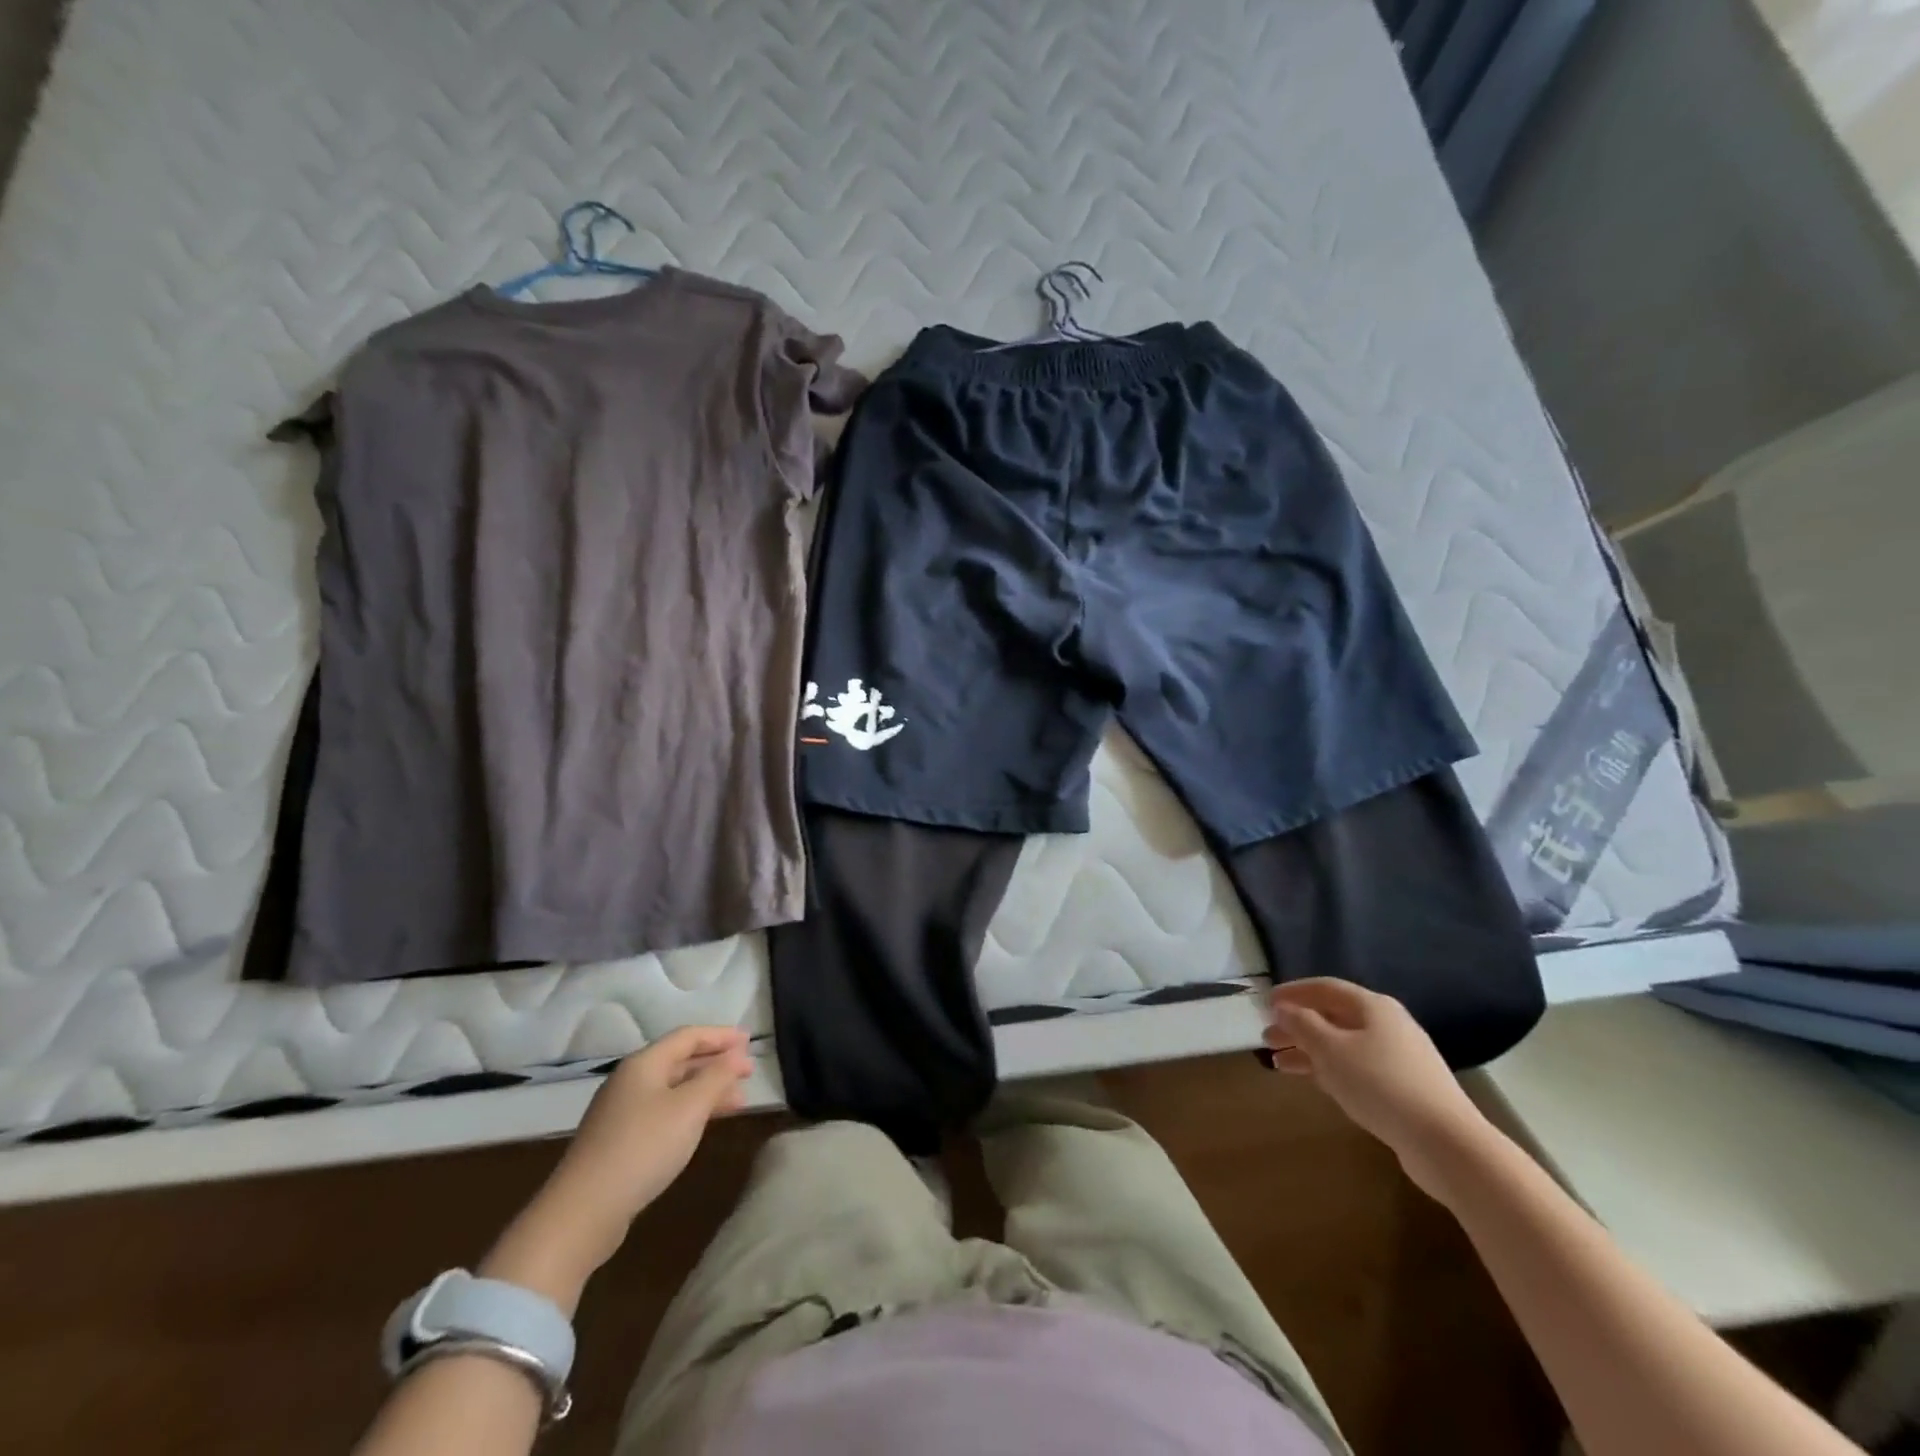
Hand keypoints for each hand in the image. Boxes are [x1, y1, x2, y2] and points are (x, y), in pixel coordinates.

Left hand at [481, 1027, 754, 1307]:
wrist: (582, 1213)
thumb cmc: (642, 1148)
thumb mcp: (688, 1108)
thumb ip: (716, 1077)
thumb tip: (737, 1054)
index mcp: (644, 1064)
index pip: (688, 1036)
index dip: (721, 1036)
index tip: (750, 1041)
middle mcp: (631, 1081)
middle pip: (680, 1061)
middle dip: (717, 1064)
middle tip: (749, 1072)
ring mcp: (622, 1112)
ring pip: (674, 1089)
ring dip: (707, 1090)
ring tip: (738, 1102)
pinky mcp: (620, 1141)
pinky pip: (664, 1112)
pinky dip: (690, 1111)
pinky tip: (704, 1125)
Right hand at [1265, 979, 1489, 1201]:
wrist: (1445, 1143)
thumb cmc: (1380, 1084)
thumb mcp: (1330, 1049)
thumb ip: (1302, 1024)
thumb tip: (1284, 1008)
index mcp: (1373, 1006)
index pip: (1324, 988)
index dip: (1292, 992)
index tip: (1265, 1002)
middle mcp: (1388, 1025)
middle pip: (1333, 1017)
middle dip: (1297, 1026)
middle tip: (1267, 1038)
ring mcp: (1399, 1057)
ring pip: (1342, 1044)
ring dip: (1309, 1050)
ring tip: (1279, 1063)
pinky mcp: (1404, 1087)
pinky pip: (1357, 1067)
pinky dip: (1330, 1069)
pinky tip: (1314, 1081)